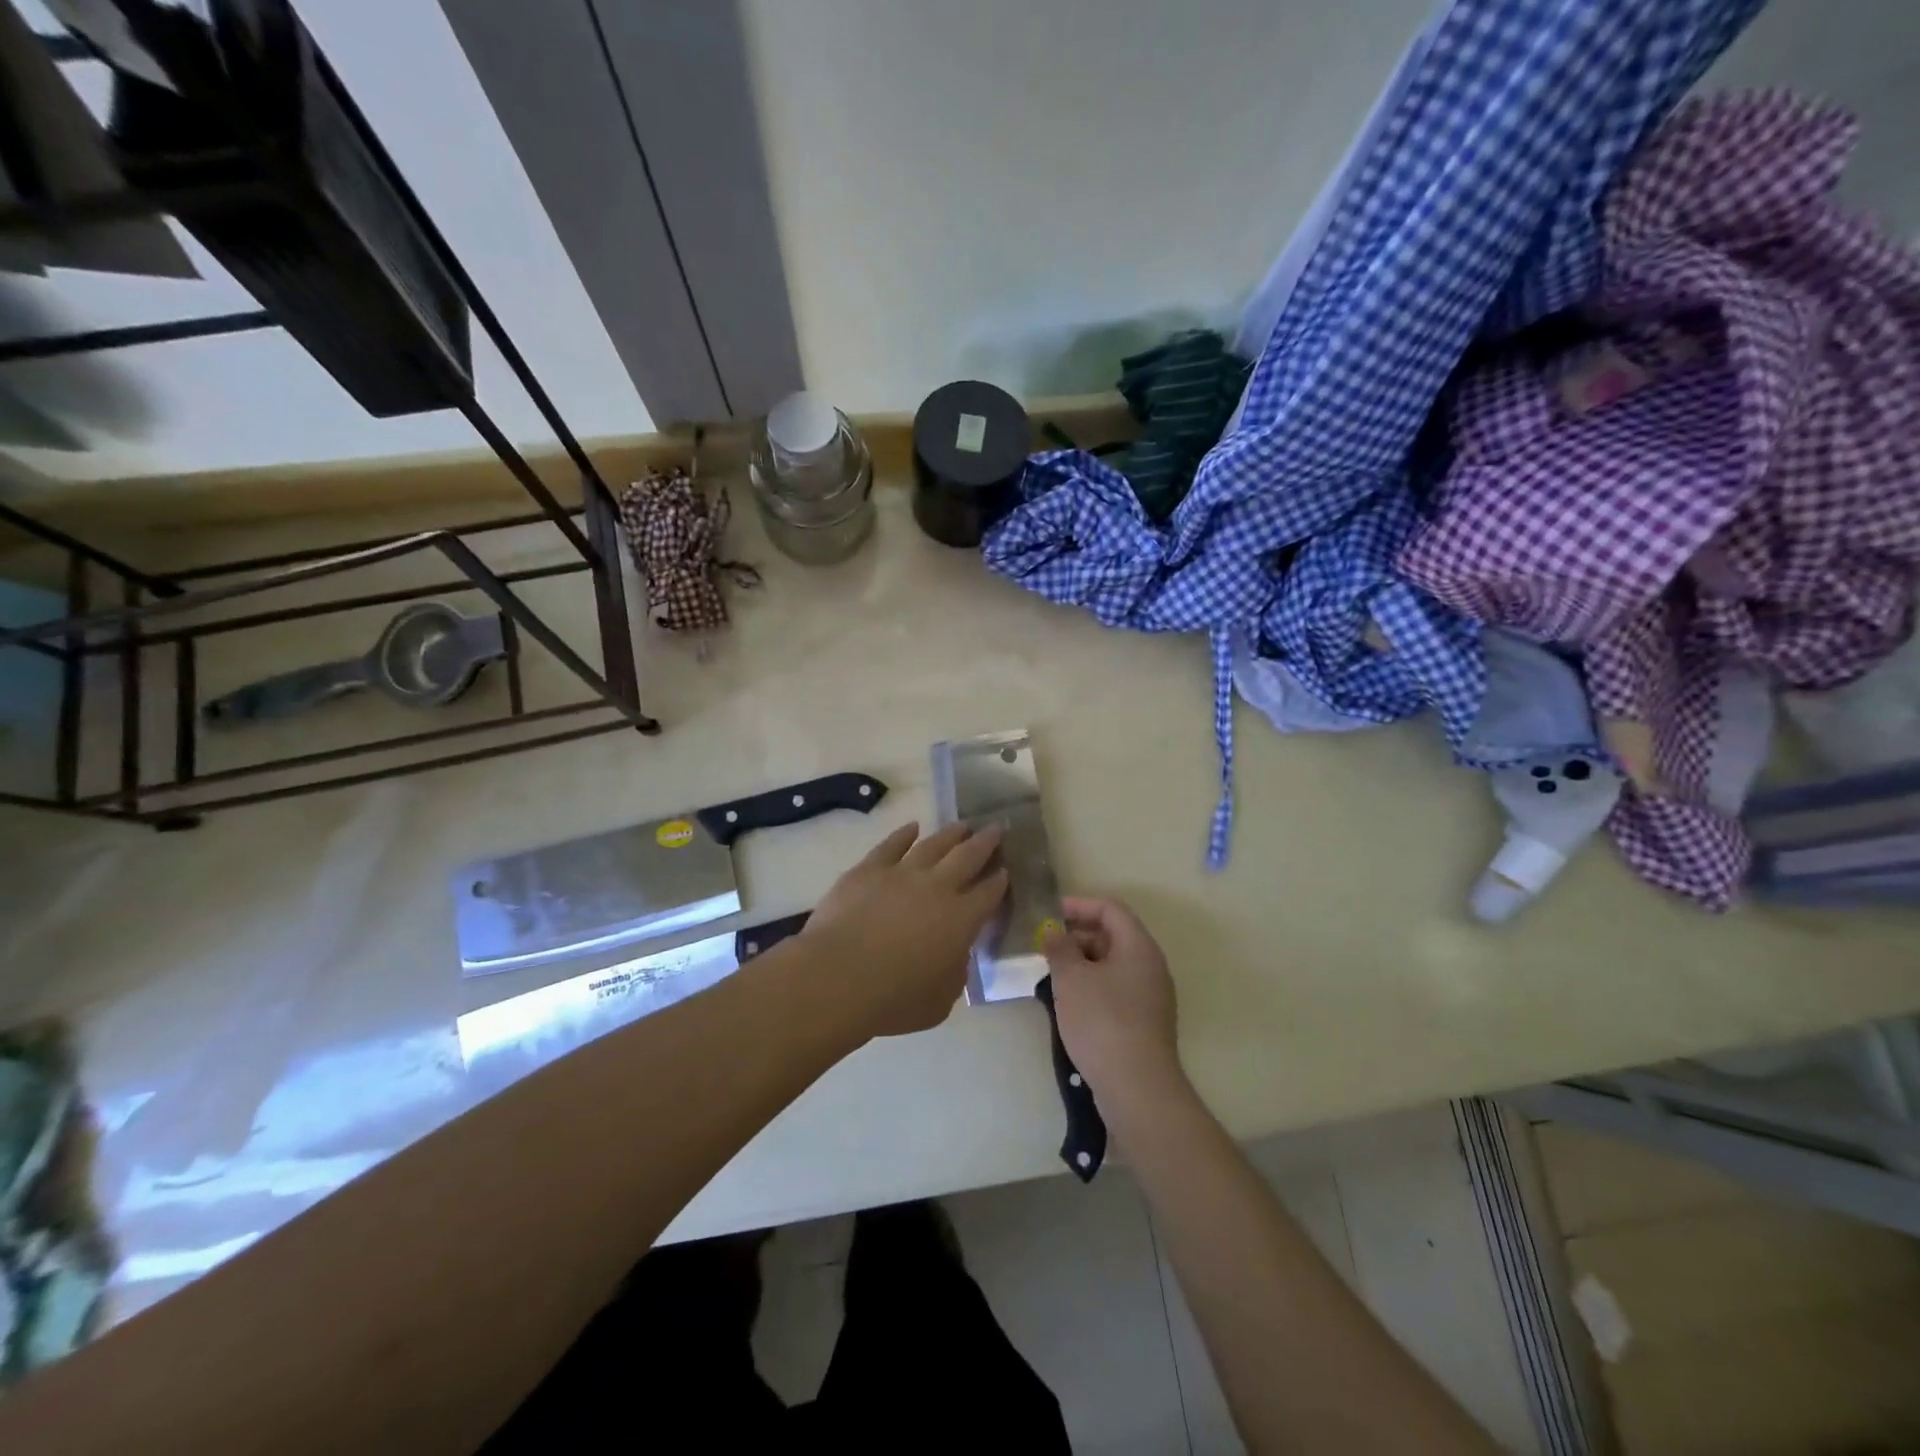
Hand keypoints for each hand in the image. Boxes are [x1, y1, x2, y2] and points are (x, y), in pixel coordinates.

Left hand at [801, 822, 1007, 1038]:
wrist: (838, 977)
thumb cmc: (893, 999)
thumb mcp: (940, 1002)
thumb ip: (955, 975)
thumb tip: (956, 955)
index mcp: (961, 920)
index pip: (988, 894)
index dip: (999, 881)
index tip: (1005, 870)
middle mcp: (937, 888)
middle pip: (968, 857)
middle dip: (986, 842)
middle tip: (997, 828)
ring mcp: (902, 873)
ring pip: (934, 844)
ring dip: (951, 834)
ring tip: (963, 825)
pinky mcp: (869, 869)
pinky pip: (892, 845)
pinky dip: (904, 834)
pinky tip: (913, 827)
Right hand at [1043, 896, 1182, 1097]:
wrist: (1136, 1087)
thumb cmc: (1102, 1021)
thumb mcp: (1071, 978)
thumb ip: (1059, 948)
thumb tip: (1053, 932)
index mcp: (1138, 946)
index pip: (1110, 908)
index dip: (1078, 905)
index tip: (1048, 915)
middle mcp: (1150, 965)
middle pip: (1112, 935)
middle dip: (1076, 937)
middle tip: (1045, 949)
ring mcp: (1150, 995)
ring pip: (1112, 965)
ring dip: (1081, 964)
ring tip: (1051, 977)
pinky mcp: (1144, 1021)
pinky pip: (1115, 990)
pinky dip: (1091, 987)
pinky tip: (1069, 1005)